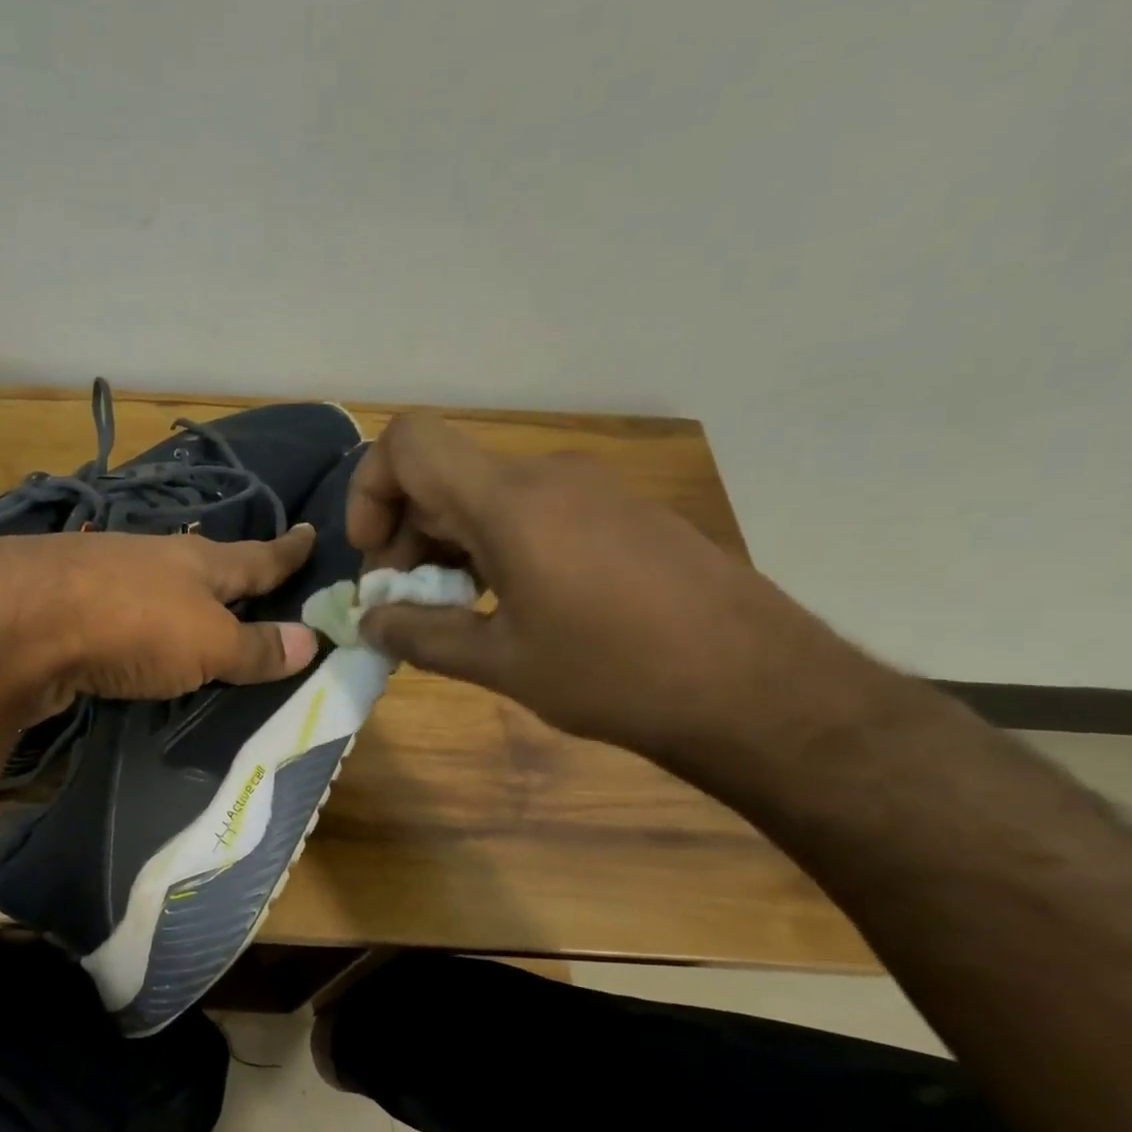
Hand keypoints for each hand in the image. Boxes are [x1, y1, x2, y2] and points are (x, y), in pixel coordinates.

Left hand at [0, 527, 320, 726]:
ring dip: (180, 596)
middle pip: (205, 565)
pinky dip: (137, 622)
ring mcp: (103, 575)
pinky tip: (133, 636)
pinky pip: (119, 612)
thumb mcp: (206, 643)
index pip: (258, 556)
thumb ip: (254, 647)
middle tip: (256, 579)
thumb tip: (311, 641)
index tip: (311, 532)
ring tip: (198, 611)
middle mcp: (152, 559)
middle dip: (232, 572)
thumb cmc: (131, 625)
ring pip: (158, 584)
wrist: (14, 621)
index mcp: (198, 562)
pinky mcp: (64, 603)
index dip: (289, 551)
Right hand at [346, 414, 846, 755]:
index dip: (371, 489)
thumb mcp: (502, 664)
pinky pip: (530, 510)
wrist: (762, 689)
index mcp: (509, 501)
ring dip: (447, 546)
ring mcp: (589, 490)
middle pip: (441, 476)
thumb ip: (421, 636)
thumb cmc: (617, 675)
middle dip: (403, 536)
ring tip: (457, 614)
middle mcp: (546, 477)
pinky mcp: (619, 513)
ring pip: (484, 495)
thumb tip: (369, 622)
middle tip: (406, 606)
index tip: (376, 556)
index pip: (409, 442)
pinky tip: (511, 606)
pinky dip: (494, 547)